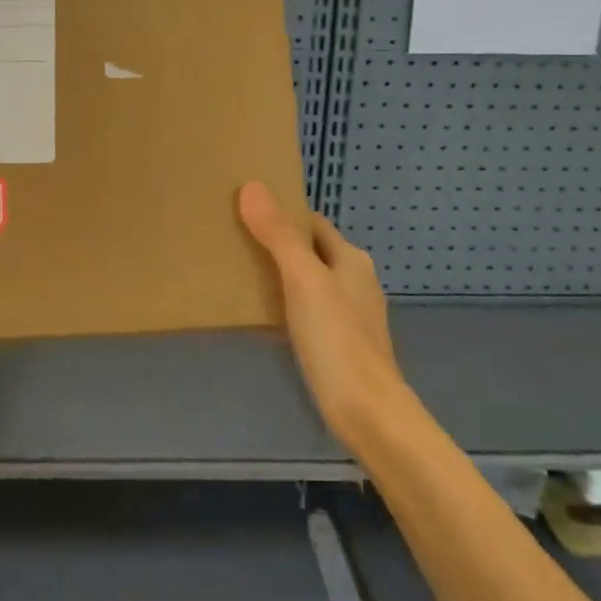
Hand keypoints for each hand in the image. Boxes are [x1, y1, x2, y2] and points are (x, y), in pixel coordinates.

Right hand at [238, 181, 409, 455]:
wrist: (368, 413)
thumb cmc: (337, 339)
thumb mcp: (303, 280)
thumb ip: (279, 235)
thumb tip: (252, 186)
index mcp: (350, 258)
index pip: (312, 222)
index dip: (281, 213)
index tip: (243, 210)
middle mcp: (354, 281)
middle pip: (310, 251)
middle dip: (276, 243)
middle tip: (232, 240)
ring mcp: (349, 314)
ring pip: (308, 282)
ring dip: (279, 275)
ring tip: (237, 273)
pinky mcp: (339, 344)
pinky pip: (307, 311)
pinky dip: (285, 305)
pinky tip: (262, 316)